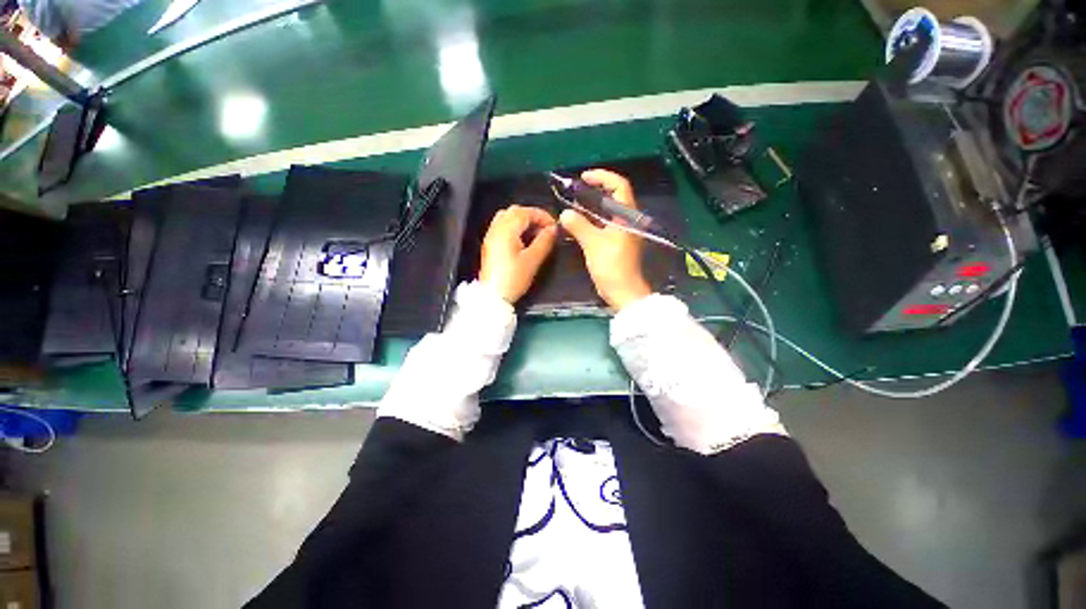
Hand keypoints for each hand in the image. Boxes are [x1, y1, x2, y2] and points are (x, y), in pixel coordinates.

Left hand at [479, 205, 557, 303]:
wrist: (493, 296)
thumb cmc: (513, 279)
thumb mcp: (533, 260)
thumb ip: (544, 241)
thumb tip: (553, 229)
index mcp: (506, 230)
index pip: (525, 212)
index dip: (542, 216)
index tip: (554, 226)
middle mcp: (496, 229)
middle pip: (515, 211)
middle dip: (533, 216)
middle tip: (546, 228)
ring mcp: (491, 236)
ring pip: (507, 217)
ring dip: (523, 221)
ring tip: (536, 233)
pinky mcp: (490, 245)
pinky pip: (502, 227)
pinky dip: (515, 227)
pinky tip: (524, 240)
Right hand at [559, 169, 651, 310]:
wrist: (622, 290)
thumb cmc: (611, 265)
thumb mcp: (593, 243)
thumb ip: (579, 225)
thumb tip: (564, 213)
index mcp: (628, 215)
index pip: (619, 185)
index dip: (602, 177)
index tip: (584, 177)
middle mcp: (628, 219)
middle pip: (614, 196)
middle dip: (596, 189)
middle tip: (576, 189)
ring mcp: (623, 231)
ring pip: (608, 211)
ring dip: (593, 205)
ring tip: (575, 202)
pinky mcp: (617, 242)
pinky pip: (604, 224)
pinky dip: (593, 219)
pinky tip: (579, 222)